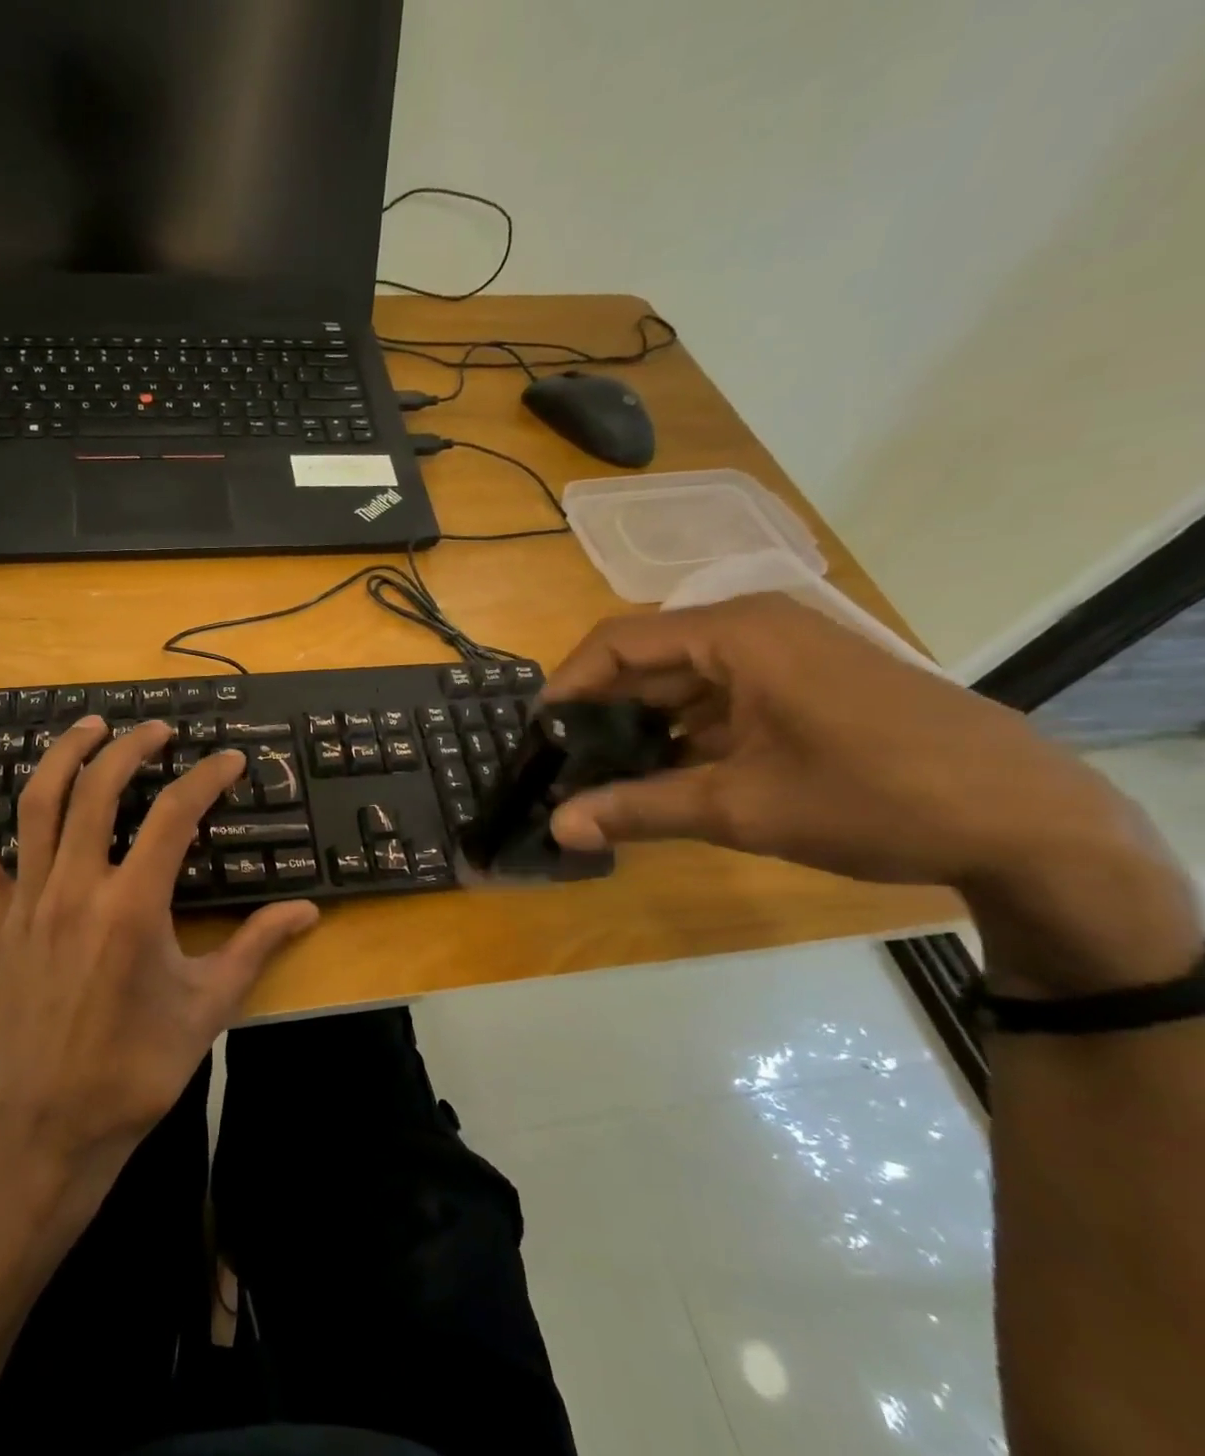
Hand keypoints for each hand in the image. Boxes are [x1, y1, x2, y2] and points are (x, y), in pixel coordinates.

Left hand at [0, 718, 317, 1176]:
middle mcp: (77, 889)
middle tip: (159, 730)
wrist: (55, 1125)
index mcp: (133, 908)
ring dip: (65, 755)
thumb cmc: (138, 1067)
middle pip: (100, 790)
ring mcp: (30, 900)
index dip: (207, 778)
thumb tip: (308, 911)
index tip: (231, 760)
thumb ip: (256, 947)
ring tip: (92, 726)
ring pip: (39, 805)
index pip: (175, 816)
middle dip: (132, 747)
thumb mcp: (209, 1006)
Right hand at [544, 594, 1136, 882]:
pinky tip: (662, 776)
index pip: (617, 643)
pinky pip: (719, 697)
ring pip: (681, 681)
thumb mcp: (741, 808)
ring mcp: (784, 655)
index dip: (568, 687)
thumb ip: (638, 810)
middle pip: (647, 659)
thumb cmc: (876, 798)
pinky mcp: (803, 685)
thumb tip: (557, 827)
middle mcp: (755, 629)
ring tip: (601, 776)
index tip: (538, 737)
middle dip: (600, 712)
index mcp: (736, 633)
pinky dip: (684, 733)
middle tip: (562, 764)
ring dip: (640, 726)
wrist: (1030, 822)